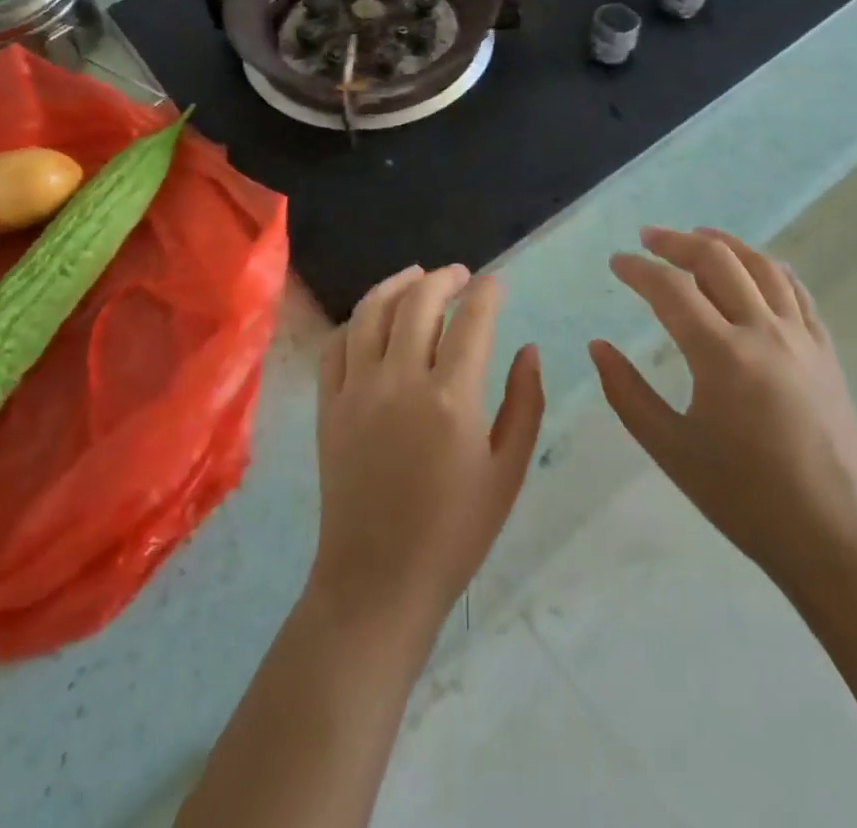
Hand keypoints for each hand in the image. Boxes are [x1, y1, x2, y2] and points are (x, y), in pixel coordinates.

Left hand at [311, 265, 544, 635]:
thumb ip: (525, 403)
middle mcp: (400, 380)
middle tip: (461, 276)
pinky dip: (358, 320)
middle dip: (444, 278)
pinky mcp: (328, 406)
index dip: (488, 293)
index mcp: (451, 398)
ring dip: (397, 284)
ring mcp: (357, 390)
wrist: (378, 581)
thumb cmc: (455, 532)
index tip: (496, 284)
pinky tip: (374, 318)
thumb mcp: (508, 472)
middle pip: (419, 301)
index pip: (473, 320)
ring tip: (417, 276)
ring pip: (372, 311)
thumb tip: (529, 349)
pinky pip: (337, 345)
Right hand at [591, 227, 856, 606]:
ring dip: (725, 244)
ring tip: (697, 237)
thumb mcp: (670, 449)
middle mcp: (764, 333)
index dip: (638, 270)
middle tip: (648, 238)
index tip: (616, 262)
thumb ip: (627, 393)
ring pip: (761, 266)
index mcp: (721, 356)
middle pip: (717, 260)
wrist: (834, 538)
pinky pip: (797, 292)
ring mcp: (802, 338)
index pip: (671, 289)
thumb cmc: (744, 498)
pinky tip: (755, 268)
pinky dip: (769, 268)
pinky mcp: (826, 352)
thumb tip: (598, 346)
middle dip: (677, 242)